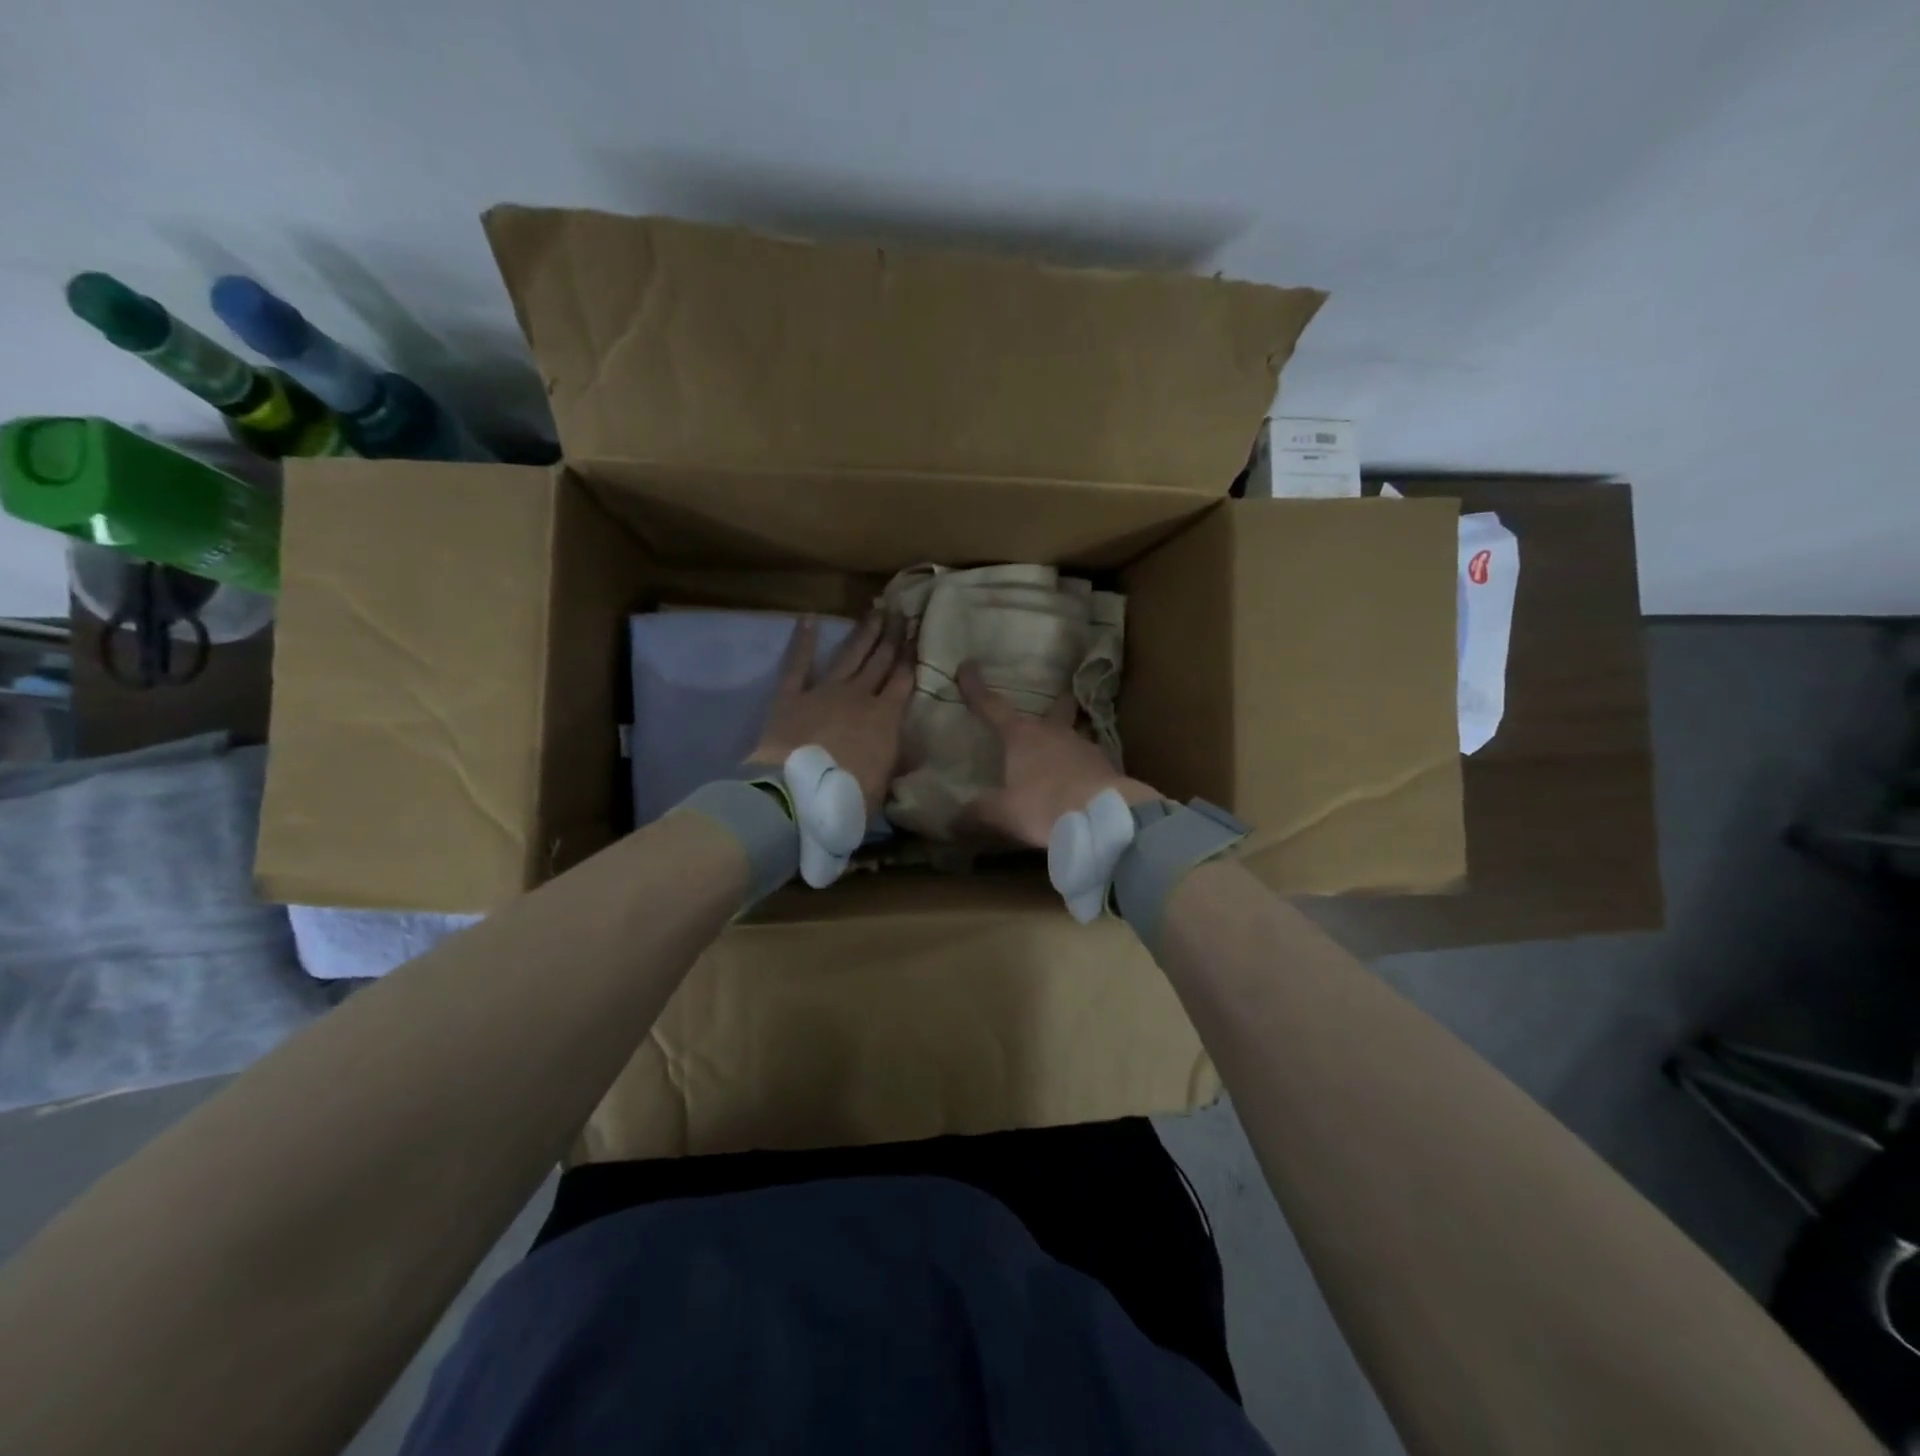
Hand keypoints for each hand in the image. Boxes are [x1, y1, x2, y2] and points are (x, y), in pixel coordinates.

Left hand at [748, 613, 912, 813]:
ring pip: (849, 655)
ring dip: (863, 633)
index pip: (904, 680)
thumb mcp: (884, 787)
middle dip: (892, 637)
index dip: (912, 657)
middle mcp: (859, 696)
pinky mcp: (791, 696)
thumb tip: (918, 753)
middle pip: (880, 661)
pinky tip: (808, 618)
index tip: (919, 635)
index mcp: (885, 718)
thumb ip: (899, 764)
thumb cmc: (848, 797)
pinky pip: (797, 664)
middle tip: (902, 613)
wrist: (797, 795)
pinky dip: (803, 641)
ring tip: (875, 611)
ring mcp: (824, 691)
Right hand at [956, 660, 1160, 848]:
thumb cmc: (1044, 806)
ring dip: (1067, 741)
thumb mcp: (1003, 814)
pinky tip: (1081, 782)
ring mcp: (1084, 747)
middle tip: (1058, 698)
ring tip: (1064, 754)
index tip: (967, 666)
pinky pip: (1090, 761)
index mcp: (1021, 737)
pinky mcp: (1106, 766)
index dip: (976, 689)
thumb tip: (952, 820)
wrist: (1103, 817)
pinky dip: (1082, 767)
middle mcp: (1053, 733)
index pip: (992, 707)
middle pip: (1054, 710)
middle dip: (1054, 705)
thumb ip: (977, 813)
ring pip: (1074, 735)